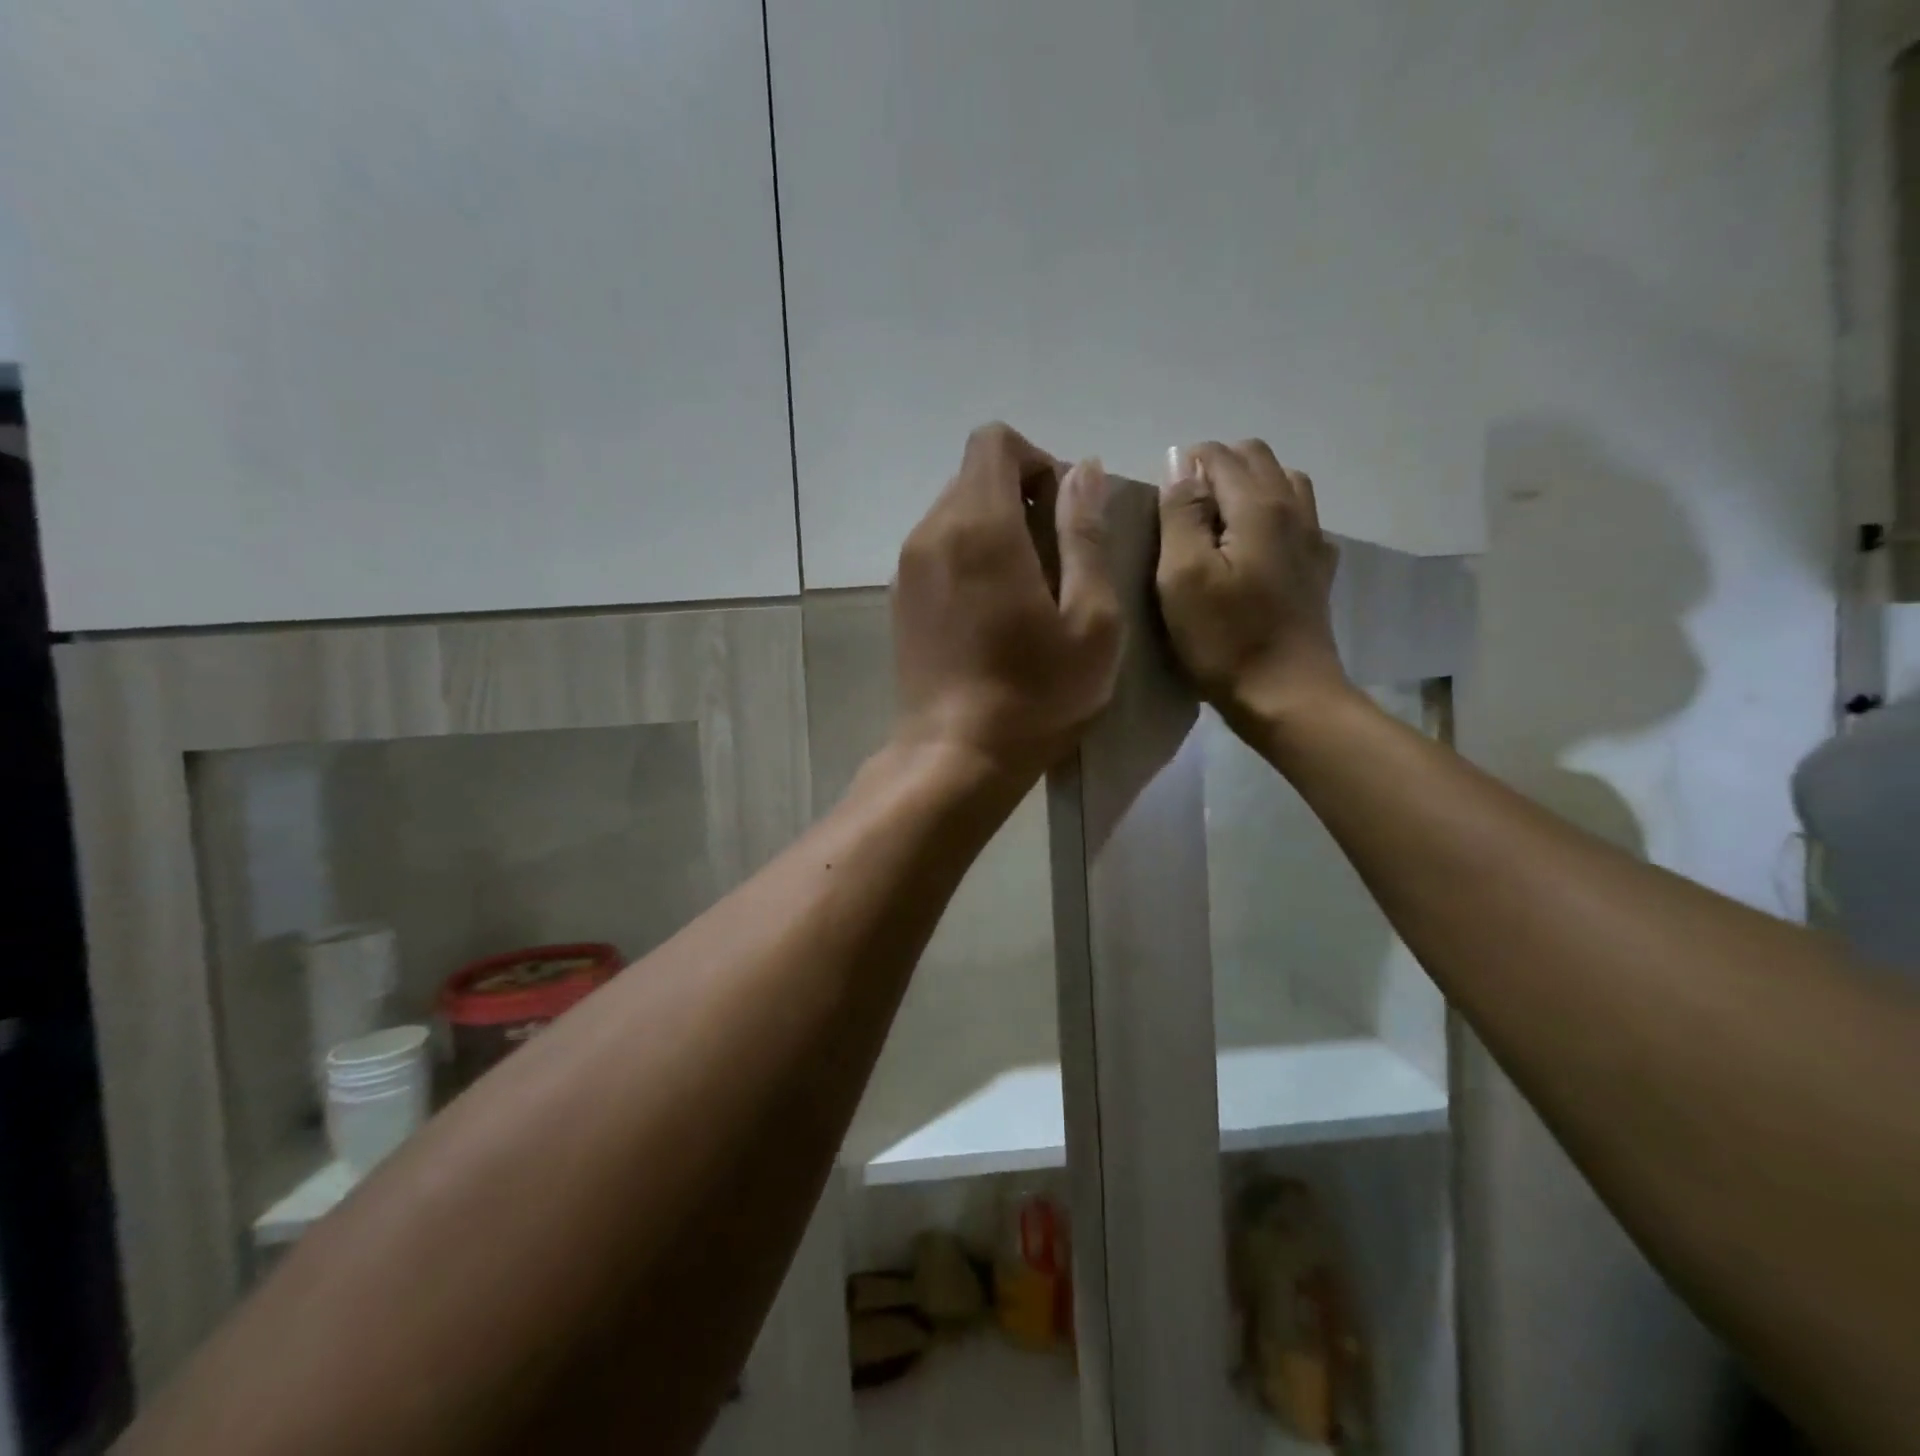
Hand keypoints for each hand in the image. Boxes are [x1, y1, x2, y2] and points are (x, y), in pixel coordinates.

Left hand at [892, 423, 1121, 785]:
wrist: (955, 756)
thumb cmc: (1036, 694)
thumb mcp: (1090, 618)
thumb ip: (1086, 534)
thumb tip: (1084, 470)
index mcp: (979, 525)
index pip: (995, 442)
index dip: (1038, 462)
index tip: (1063, 514)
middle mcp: (931, 532)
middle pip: (974, 476)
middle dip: (1021, 497)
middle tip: (1055, 560)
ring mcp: (907, 567)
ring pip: (955, 513)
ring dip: (996, 530)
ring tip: (1027, 591)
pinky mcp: (899, 599)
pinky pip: (938, 550)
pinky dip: (969, 558)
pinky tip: (992, 613)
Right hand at [1155, 440, 1348, 735]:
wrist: (1286, 696)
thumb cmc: (1225, 639)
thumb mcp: (1183, 576)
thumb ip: (1180, 513)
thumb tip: (1181, 464)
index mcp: (1258, 506)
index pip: (1219, 455)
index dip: (1184, 466)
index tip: (1159, 503)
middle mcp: (1294, 509)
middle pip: (1256, 459)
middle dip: (1215, 470)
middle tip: (1182, 512)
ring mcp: (1312, 539)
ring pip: (1282, 483)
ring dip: (1246, 488)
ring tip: (1215, 525)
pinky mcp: (1317, 569)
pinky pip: (1298, 518)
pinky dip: (1271, 514)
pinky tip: (1252, 548)